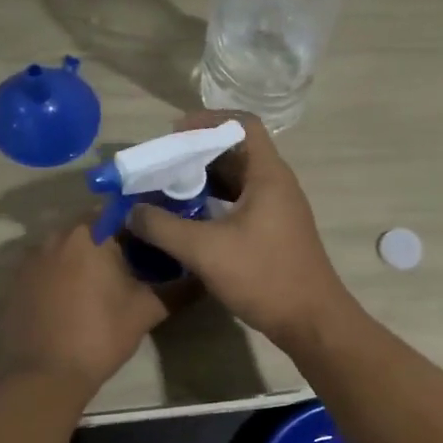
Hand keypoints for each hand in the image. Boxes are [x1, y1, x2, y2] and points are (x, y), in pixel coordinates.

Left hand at [0, 220, 169, 390]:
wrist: (43, 376)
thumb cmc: (100, 335)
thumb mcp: (146, 311)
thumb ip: (178, 289)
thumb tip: (203, 278)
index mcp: (89, 233)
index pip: (120, 210)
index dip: (140, 222)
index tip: (154, 239)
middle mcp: (55, 235)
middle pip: (91, 226)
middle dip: (112, 239)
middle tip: (134, 262)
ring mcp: (30, 257)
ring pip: (66, 245)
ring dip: (85, 256)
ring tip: (105, 281)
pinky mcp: (16, 280)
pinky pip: (46, 265)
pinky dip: (62, 273)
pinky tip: (74, 298)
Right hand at [126, 113, 354, 347]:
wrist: (311, 321)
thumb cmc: (263, 276)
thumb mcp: (205, 250)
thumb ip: (163, 228)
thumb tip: (131, 212)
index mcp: (268, 175)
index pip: (242, 124)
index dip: (208, 121)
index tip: (174, 134)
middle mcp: (276, 184)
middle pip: (236, 151)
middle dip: (197, 152)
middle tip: (162, 163)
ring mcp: (277, 209)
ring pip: (237, 179)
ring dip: (204, 179)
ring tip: (168, 188)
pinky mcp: (273, 231)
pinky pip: (240, 202)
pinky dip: (214, 202)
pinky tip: (188, 217)